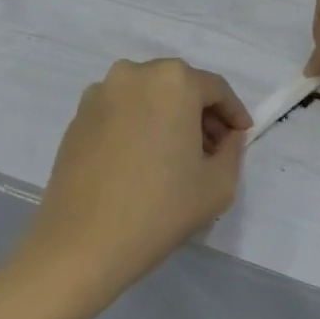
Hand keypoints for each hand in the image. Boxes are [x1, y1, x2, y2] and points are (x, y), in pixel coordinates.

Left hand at [18, 59, 251, 311]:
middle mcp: (135, 73)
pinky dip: (138, 125)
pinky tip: (140, 161)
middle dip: (200, 113)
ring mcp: (101, 92)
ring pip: (148, 96)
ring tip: (174, 157)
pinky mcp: (78, 116)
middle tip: (211, 149)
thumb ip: (233, 150)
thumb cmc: (158, 210)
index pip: (216, 89)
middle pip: (180, 86)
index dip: (233, 113)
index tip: (241, 136)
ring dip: (167, 116)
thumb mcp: (218, 185)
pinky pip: (121, 110)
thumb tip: (226, 136)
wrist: (80, 245)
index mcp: (174, 81)